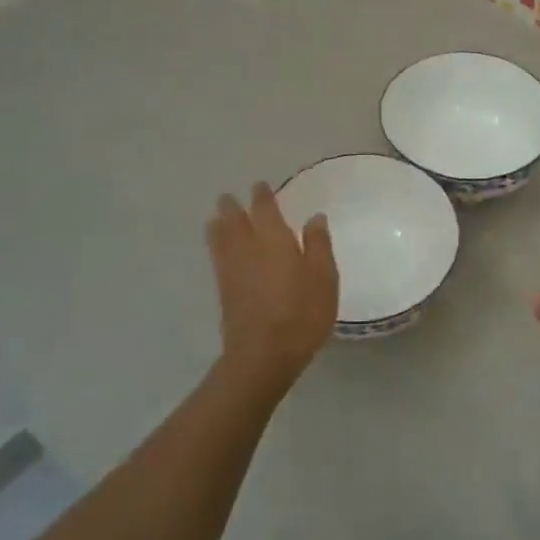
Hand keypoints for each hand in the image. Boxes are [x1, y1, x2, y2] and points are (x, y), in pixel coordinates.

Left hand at [207, 182, 338, 399]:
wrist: (263, 354)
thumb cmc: (302, 313)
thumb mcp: (324, 277)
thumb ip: (318, 245)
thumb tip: (314, 217)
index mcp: (275, 239)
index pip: (265, 209)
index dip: (262, 196)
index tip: (259, 185)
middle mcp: (248, 248)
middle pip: (235, 220)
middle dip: (232, 207)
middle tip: (229, 198)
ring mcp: (231, 270)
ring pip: (220, 238)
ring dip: (218, 224)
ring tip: (215, 218)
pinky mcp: (223, 291)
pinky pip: (216, 257)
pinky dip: (215, 245)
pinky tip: (218, 249)